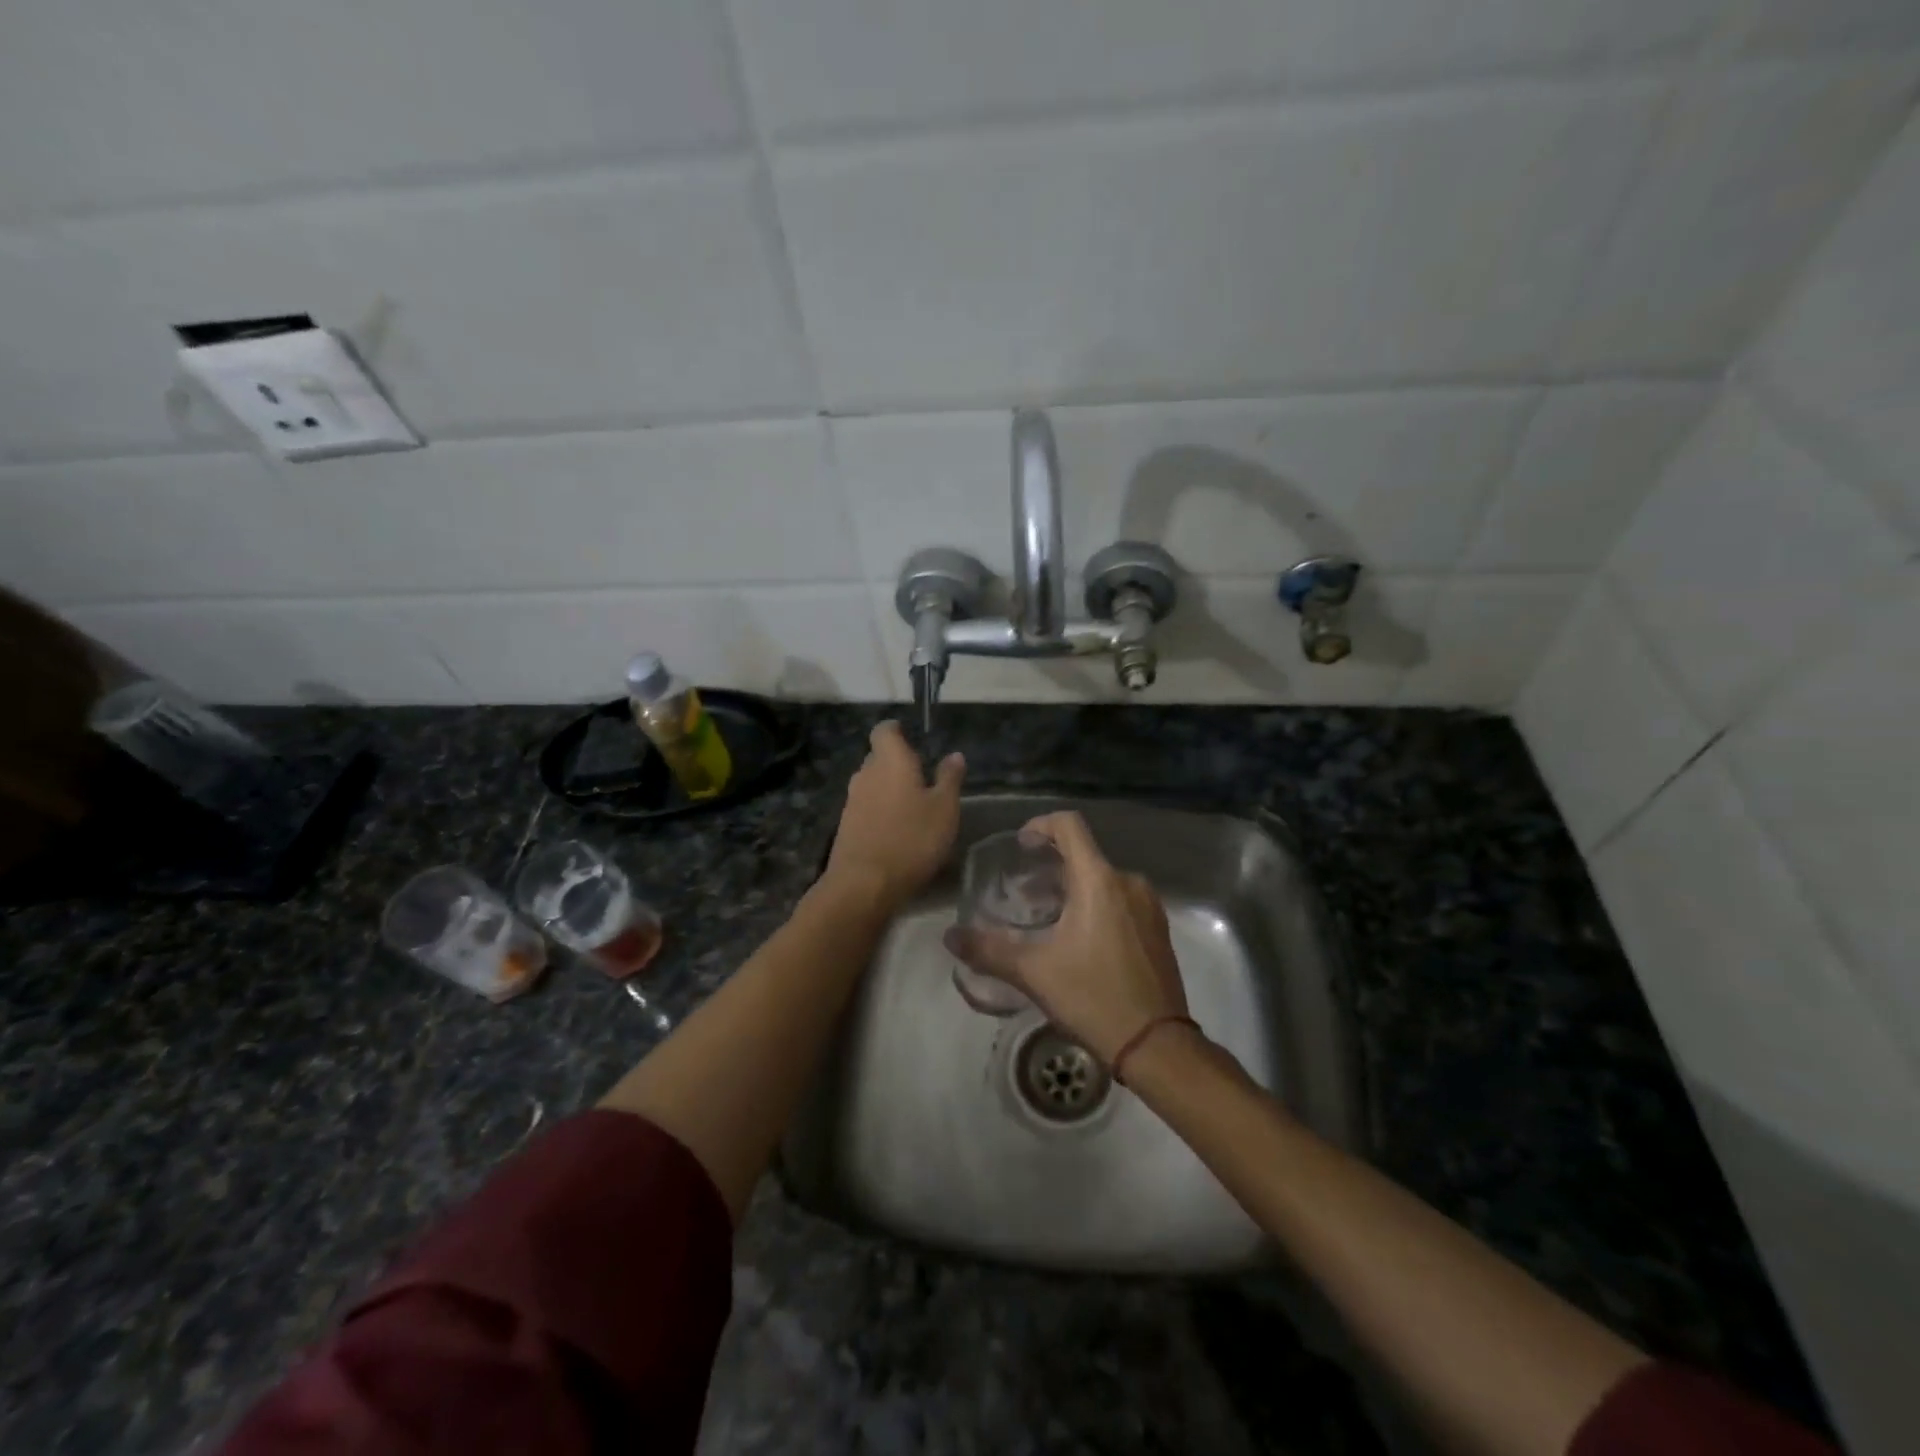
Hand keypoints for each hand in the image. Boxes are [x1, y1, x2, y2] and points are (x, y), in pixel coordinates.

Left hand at [824, 721, 964, 909]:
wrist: (864, 884)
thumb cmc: (912, 839)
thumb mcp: (945, 809)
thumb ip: (950, 779)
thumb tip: (954, 755)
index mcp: (890, 761)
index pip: (885, 731)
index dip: (897, 730)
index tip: (911, 737)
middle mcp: (866, 774)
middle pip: (878, 757)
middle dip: (897, 763)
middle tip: (922, 777)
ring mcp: (852, 800)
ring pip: (872, 783)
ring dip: (889, 789)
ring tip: (913, 806)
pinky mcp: (846, 825)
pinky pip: (866, 807)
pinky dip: (880, 810)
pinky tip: (897, 829)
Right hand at [944, 811, 1186, 1063]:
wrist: (1157, 1045)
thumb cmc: (1093, 997)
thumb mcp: (1033, 972)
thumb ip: (988, 949)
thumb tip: (950, 936)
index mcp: (1099, 880)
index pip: (1069, 826)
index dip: (1041, 825)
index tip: (1021, 845)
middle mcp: (1128, 882)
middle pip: (1085, 855)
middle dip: (1051, 866)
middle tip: (1023, 891)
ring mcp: (1149, 906)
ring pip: (1104, 879)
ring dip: (1073, 888)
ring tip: (1047, 917)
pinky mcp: (1158, 930)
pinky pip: (1121, 900)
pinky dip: (1096, 905)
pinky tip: (1079, 939)